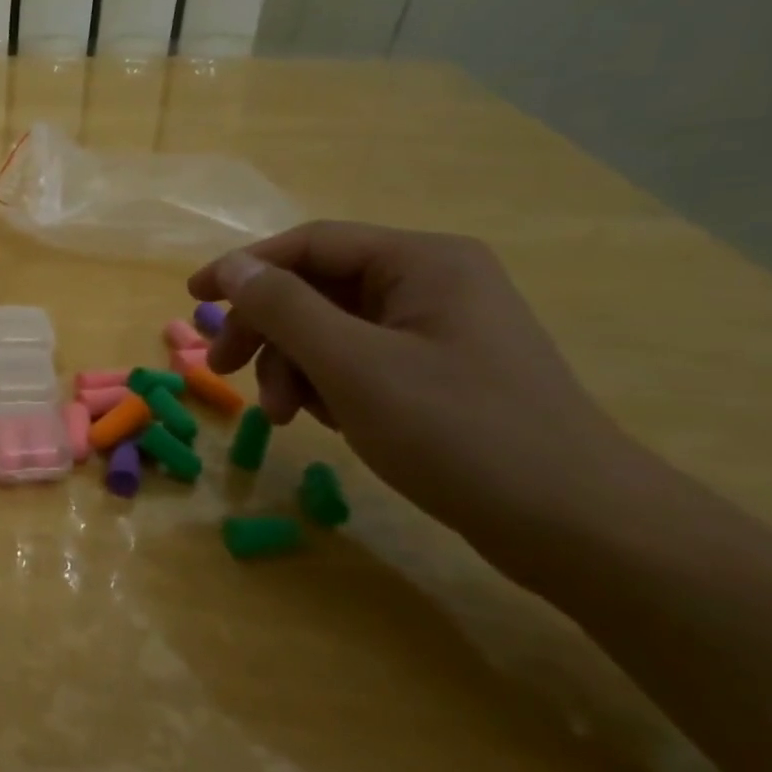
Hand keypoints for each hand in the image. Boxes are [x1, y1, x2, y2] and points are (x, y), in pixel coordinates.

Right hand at [189, 222, 636, 549]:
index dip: (244, 268)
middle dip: (266, 330)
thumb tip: (232, 268)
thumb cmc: (459, 432)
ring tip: (284, 417)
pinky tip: (325, 421)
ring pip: (331, 329)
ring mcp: (437, 329)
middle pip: (316, 288)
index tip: (192, 300)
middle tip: (223, 371)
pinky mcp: (439, 372)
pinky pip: (357, 360)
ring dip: (293, 366)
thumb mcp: (352, 365)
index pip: (310, 244)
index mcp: (421, 262)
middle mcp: (431, 283)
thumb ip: (284, 308)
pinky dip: (327, 385)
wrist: (578, 527)